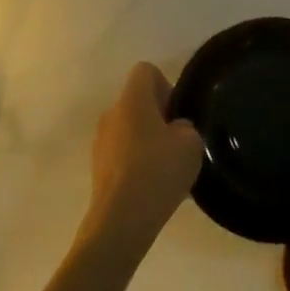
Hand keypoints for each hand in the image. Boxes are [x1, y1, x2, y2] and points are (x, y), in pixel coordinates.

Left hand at [84, 63, 203, 249]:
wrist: (121, 220)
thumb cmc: (158, 172)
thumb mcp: (191, 145)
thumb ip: (186, 128)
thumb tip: (174, 130)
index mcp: (132, 100)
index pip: (146, 70)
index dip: (166, 85)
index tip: (177, 114)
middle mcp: (111, 114)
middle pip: (137, 101)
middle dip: (159, 116)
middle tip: (178, 143)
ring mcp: (100, 141)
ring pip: (129, 128)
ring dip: (147, 140)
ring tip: (167, 168)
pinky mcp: (98, 166)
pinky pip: (122, 152)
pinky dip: (137, 160)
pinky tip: (152, 185)